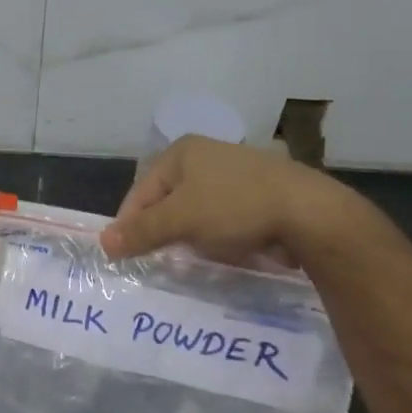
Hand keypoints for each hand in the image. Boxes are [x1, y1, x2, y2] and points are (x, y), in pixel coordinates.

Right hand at [101, 136, 362, 266]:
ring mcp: (234, 174)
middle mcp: (205, 156)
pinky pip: (223, 218)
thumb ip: (141, 232)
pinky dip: (217, 236)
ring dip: (189, 236)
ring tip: (188, 260)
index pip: (141, 191)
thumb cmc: (234, 207)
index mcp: (182, 152)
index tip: (124, 255)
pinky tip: (221, 253)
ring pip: (196, 211)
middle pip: (168, 200)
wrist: (308, 213)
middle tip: (155, 260)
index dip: (129, 223)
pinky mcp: (258, 195)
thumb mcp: (180, 220)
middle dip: (161, 230)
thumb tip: (103, 244)